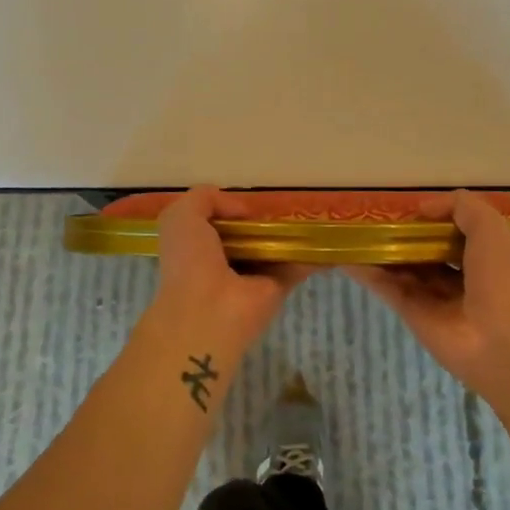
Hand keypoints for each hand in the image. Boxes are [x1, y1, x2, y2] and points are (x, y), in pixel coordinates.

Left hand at [139, 187, 312, 366]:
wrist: (209, 311)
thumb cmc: (190, 260)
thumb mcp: (182, 216)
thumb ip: (205, 198)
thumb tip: (243, 212)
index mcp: (196, 247)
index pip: (216, 223)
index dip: (230, 209)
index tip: (246, 202)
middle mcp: (223, 262)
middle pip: (248, 235)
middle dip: (263, 220)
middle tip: (281, 205)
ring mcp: (251, 277)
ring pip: (273, 249)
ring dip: (291, 234)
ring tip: (310, 214)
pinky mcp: (277, 288)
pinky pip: (297, 265)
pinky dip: (313, 254)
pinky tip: (328, 240)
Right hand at [347, 190, 509, 401]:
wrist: (501, 341)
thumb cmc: (501, 278)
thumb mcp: (490, 227)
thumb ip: (459, 206)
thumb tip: (422, 209)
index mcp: (482, 255)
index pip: (452, 231)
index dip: (432, 218)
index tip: (408, 207)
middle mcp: (457, 275)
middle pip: (423, 249)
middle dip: (402, 235)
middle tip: (372, 216)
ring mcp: (432, 296)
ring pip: (402, 267)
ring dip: (380, 250)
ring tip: (351, 231)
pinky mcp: (411, 313)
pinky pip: (387, 287)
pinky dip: (366, 272)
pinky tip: (345, 256)